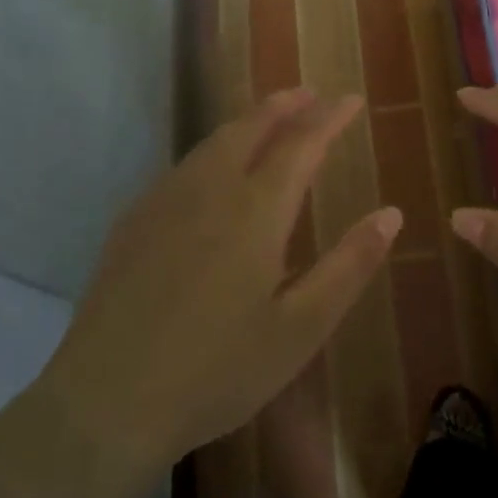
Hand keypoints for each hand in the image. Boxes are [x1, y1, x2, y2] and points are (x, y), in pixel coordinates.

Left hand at [38, 90, 400, 481]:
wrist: (106, 402)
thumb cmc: (217, 371)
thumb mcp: (300, 329)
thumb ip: (349, 266)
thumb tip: (391, 214)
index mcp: (255, 211)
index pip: (301, 144)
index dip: (329, 118)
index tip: (351, 100)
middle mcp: (209, 190)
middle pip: (250, 128)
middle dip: (284, 105)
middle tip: (309, 95)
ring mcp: (163, 202)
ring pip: (212, 143)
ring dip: (247, 123)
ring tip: (268, 120)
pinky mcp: (132, 222)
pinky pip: (183, 167)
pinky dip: (212, 150)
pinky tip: (212, 172)